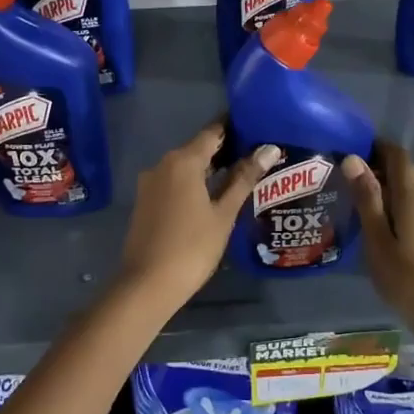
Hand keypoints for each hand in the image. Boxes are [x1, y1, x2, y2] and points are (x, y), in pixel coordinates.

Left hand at [117, 122, 277, 303]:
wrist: (147, 285)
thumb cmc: (192, 247)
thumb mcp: (224, 214)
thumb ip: (244, 179)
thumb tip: (268, 149)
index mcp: (183, 161)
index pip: (212, 132)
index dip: (234, 128)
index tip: (255, 128)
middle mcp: (163, 164)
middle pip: (197, 148)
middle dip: (224, 150)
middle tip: (255, 157)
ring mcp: (150, 183)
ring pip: (184, 166)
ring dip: (208, 169)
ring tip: (239, 177)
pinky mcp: (145, 201)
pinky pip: (173, 182)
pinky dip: (193, 183)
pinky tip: (211, 197)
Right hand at [343, 142, 413, 373]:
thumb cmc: (408, 280)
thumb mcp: (378, 240)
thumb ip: (367, 199)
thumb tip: (353, 158)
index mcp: (413, 197)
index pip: (398, 155)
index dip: (377, 146)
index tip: (350, 148)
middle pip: (405, 172)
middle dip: (378, 166)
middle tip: (345, 174)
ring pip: (409, 191)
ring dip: (385, 187)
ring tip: (355, 197)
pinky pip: (413, 208)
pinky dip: (394, 205)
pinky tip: (377, 223)